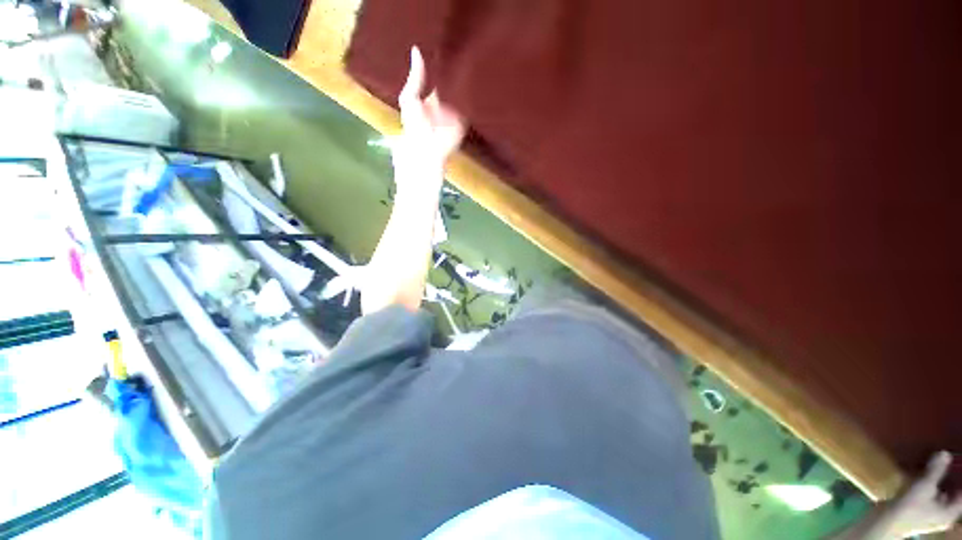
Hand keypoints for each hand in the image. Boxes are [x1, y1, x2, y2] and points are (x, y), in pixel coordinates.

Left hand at [394, 46, 465, 171]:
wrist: (426, 150)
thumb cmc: (414, 125)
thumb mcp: (409, 98)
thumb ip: (415, 78)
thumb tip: (416, 49)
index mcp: (432, 98)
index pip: (441, 78)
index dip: (445, 65)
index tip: (453, 46)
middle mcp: (445, 104)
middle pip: (454, 85)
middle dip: (459, 73)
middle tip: (468, 50)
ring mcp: (456, 114)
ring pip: (464, 96)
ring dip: (468, 85)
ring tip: (476, 63)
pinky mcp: (465, 123)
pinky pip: (471, 109)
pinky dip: (474, 100)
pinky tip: (479, 84)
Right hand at [883, 451, 961, 537]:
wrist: (886, 522)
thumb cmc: (909, 507)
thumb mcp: (923, 486)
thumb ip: (935, 470)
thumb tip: (945, 453)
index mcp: (951, 512)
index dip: (961, 480)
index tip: (959, 466)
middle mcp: (945, 516)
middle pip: (953, 497)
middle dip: (952, 483)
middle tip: (952, 467)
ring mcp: (931, 517)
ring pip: (941, 498)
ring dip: (941, 486)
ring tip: (938, 472)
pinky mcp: (921, 514)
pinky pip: (932, 499)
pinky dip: (931, 490)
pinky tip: (924, 484)